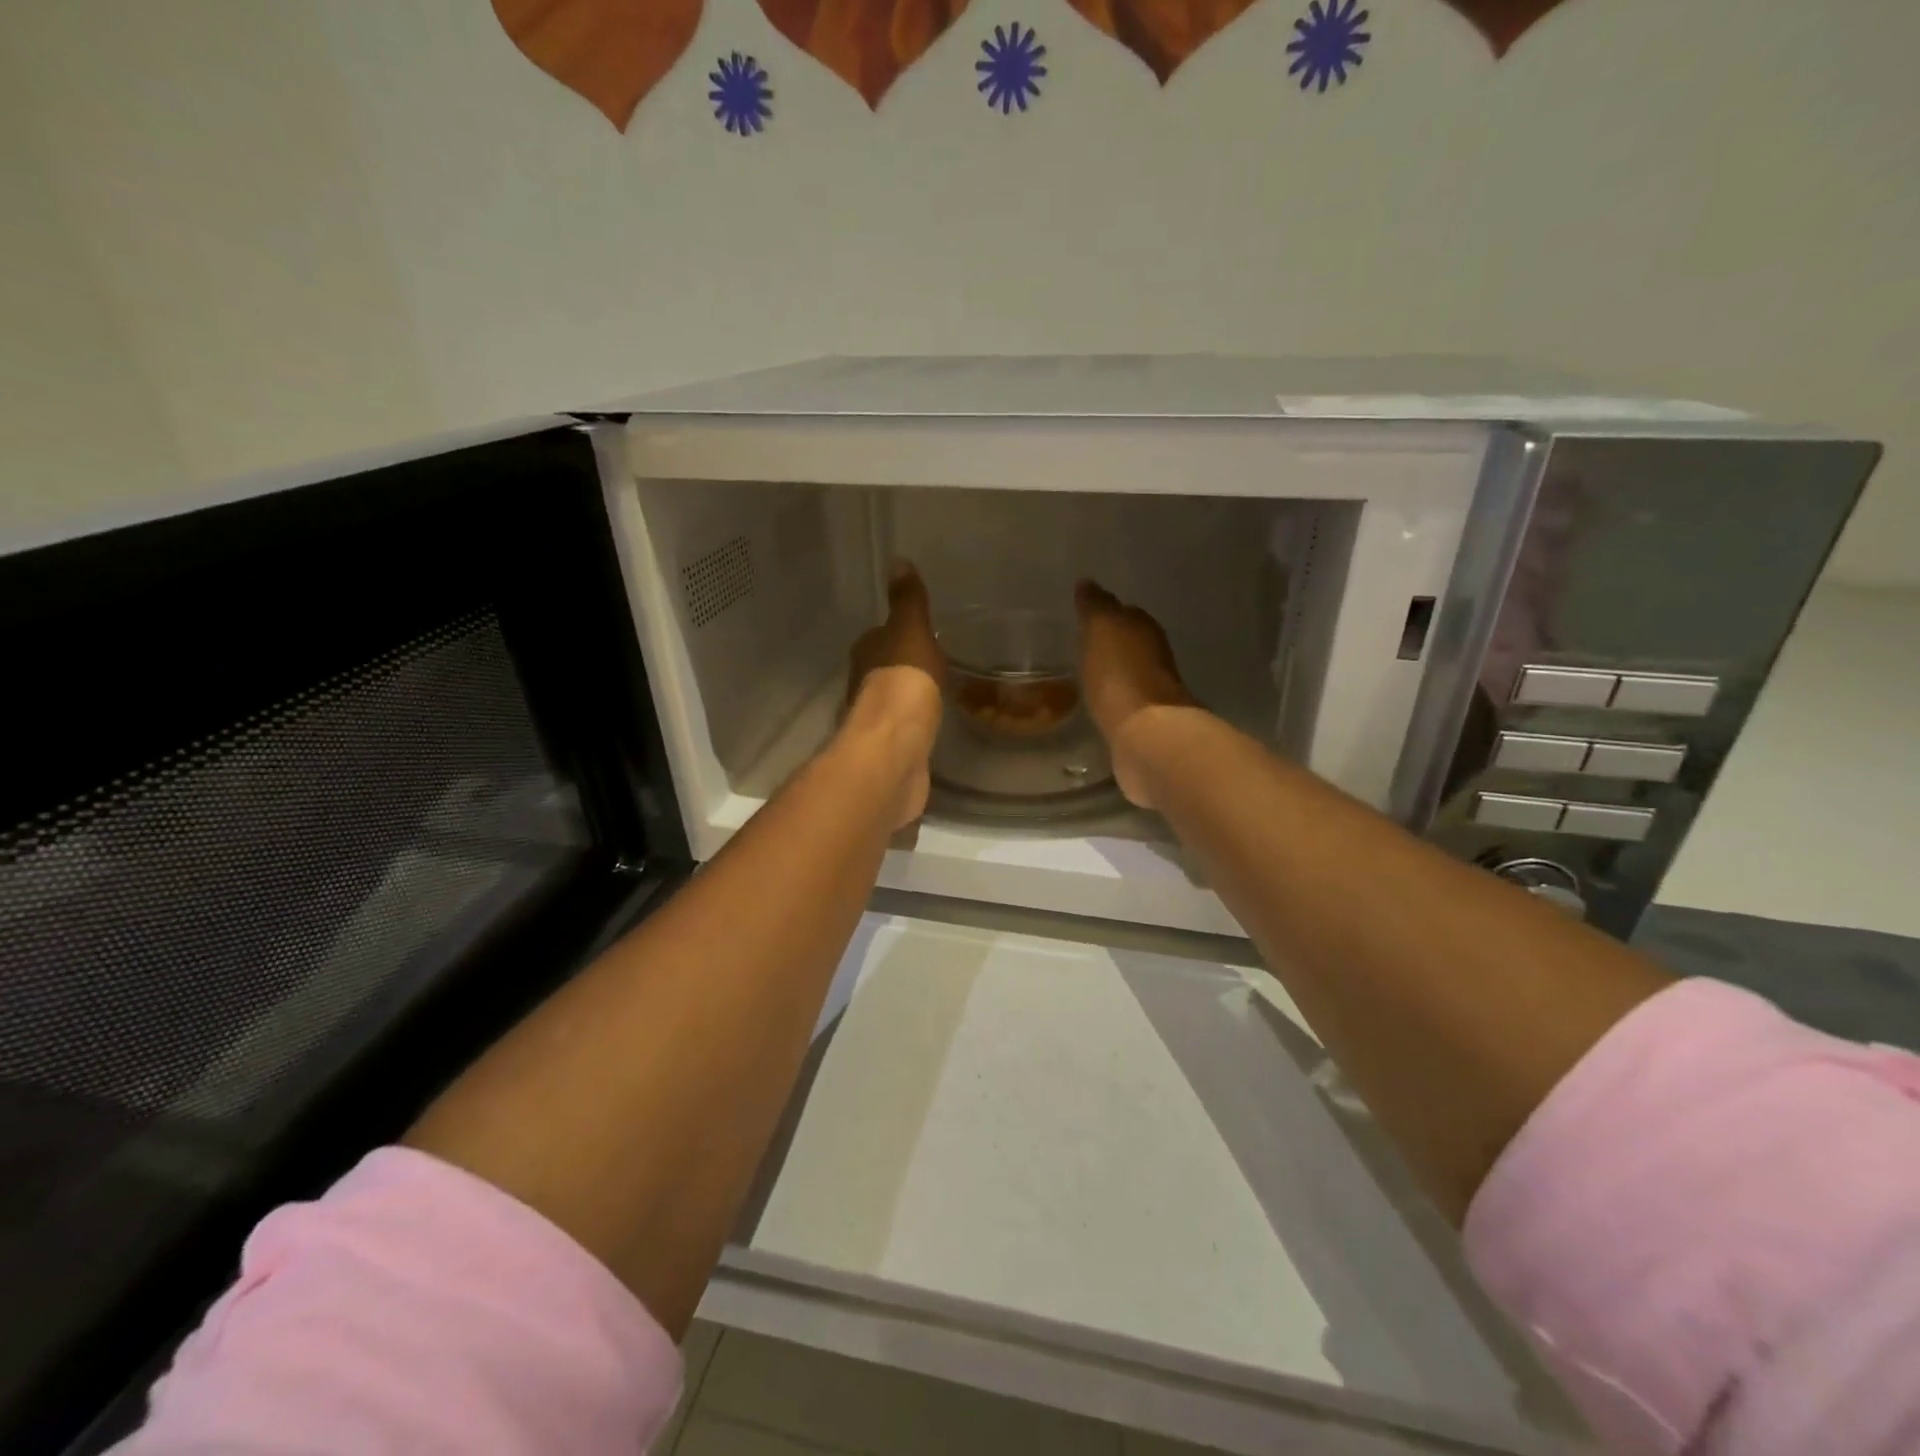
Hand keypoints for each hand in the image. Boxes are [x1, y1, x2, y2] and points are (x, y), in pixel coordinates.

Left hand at [846, 564, 945, 826]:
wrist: (895, 748)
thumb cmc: (904, 682)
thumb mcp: (911, 631)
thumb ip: (907, 601)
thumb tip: (896, 559)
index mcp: (866, 654)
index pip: (879, 638)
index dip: (896, 635)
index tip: (919, 636)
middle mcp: (863, 686)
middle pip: (883, 671)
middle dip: (902, 669)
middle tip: (932, 666)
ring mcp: (875, 722)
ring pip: (892, 703)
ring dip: (907, 700)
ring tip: (934, 696)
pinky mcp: (890, 751)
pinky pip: (905, 731)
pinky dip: (914, 727)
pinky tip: (930, 728)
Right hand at [1075, 580, 1196, 808]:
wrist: (1145, 736)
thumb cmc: (1121, 675)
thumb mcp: (1102, 629)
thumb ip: (1095, 606)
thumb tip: (1088, 582)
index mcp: (1145, 630)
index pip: (1125, 614)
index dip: (1106, 614)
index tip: (1084, 617)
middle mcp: (1154, 658)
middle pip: (1129, 644)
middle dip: (1109, 644)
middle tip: (1081, 645)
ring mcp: (1151, 694)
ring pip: (1127, 675)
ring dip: (1111, 674)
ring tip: (1085, 676)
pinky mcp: (1143, 725)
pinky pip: (1122, 704)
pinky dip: (1112, 701)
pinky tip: (1097, 705)